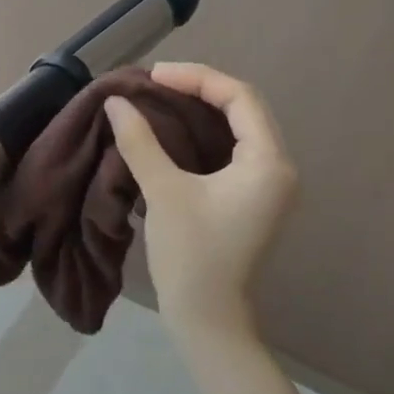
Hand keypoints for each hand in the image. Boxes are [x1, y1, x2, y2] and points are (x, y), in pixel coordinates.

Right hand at [105, 63, 297, 344]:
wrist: (207, 317)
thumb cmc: (191, 254)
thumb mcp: (163, 192)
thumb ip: (141, 142)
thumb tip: (116, 102)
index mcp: (267, 162)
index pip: (239, 98)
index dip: (196, 78)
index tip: (153, 75)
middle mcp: (277, 168)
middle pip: (242, 109)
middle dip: (198, 90)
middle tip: (153, 84)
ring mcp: (266, 186)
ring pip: (237, 130)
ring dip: (200, 111)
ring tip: (158, 100)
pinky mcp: (250, 200)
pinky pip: (230, 151)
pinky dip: (202, 135)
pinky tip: (170, 133)